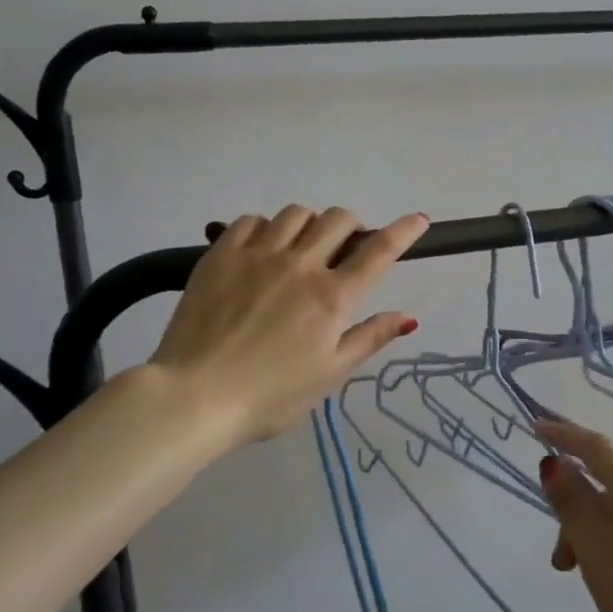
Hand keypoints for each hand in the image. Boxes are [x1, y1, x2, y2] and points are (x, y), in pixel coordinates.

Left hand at [146, 205, 429, 449]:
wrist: (193, 397)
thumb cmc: (269, 397)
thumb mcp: (329, 375)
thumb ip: (369, 339)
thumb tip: (409, 316)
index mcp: (332, 297)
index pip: (379, 251)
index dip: (404, 231)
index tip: (419, 220)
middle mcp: (300, 265)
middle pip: (338, 219)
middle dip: (351, 227)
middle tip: (343, 249)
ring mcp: (258, 254)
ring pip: (297, 213)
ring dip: (309, 225)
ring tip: (300, 248)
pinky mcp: (221, 254)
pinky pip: (252, 220)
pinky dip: (266, 227)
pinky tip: (262, 249)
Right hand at [537, 419, 612, 611]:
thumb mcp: (595, 546)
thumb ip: (572, 502)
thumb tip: (556, 462)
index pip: (596, 446)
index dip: (564, 434)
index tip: (535, 425)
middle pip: (607, 485)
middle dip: (573, 507)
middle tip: (559, 556)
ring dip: (591, 536)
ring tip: (583, 580)